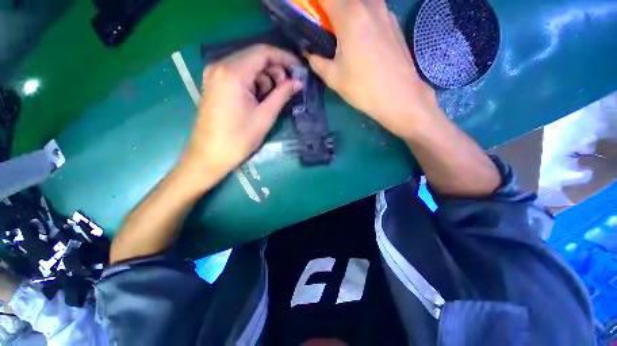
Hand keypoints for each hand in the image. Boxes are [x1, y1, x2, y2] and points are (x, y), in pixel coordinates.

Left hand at [182, 45, 302, 181]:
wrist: (210, 156)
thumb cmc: (238, 139)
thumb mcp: (265, 116)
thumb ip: (282, 94)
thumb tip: (298, 81)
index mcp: (232, 72)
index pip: (263, 52)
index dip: (285, 58)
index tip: (299, 70)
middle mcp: (220, 66)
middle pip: (255, 57)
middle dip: (275, 70)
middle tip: (287, 89)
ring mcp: (214, 74)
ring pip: (248, 66)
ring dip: (264, 78)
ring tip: (271, 99)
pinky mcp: (214, 84)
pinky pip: (239, 75)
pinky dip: (253, 83)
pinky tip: (258, 99)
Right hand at [307, 0, 438, 139]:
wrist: (400, 96)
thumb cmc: (363, 88)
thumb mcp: (333, 78)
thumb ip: (316, 61)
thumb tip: (309, 52)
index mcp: (349, 15)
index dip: (314, 4)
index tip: (311, 16)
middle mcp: (369, 4)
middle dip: (330, 10)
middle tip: (325, 30)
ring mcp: (385, 11)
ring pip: (359, 3)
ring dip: (346, 14)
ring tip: (343, 37)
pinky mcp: (394, 22)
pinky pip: (372, 11)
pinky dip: (361, 18)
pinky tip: (362, 40)